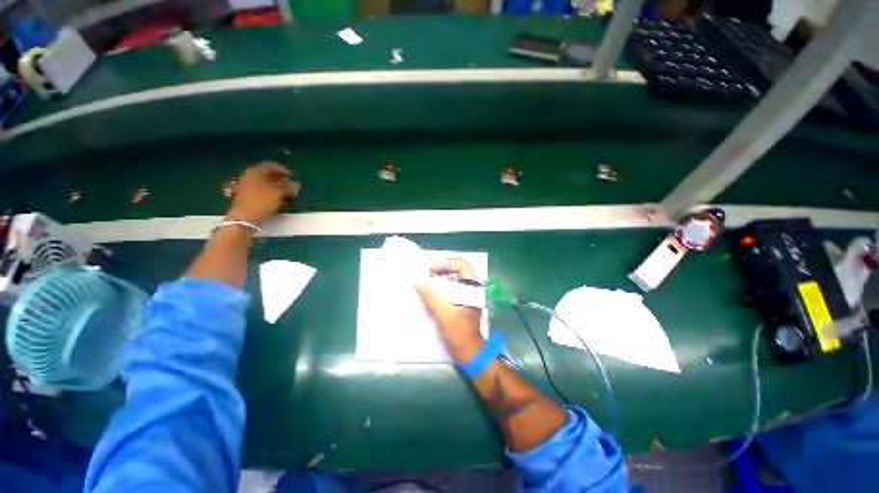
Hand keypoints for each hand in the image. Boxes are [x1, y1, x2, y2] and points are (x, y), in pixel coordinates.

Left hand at [227, 162, 299, 225]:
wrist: (245, 216)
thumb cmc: (262, 201)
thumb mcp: (279, 193)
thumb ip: (289, 187)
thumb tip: (296, 185)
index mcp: (256, 171)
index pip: (271, 165)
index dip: (283, 170)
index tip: (292, 176)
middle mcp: (248, 175)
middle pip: (266, 173)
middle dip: (280, 178)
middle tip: (290, 184)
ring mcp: (245, 185)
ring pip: (263, 182)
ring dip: (275, 185)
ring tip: (285, 192)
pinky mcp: (244, 195)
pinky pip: (259, 189)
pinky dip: (268, 191)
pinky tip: (275, 198)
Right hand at [415, 259, 483, 362]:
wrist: (470, 354)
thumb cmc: (460, 334)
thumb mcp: (444, 315)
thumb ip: (431, 297)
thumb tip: (418, 282)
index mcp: (472, 289)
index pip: (463, 266)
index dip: (447, 263)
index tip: (432, 270)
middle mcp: (472, 290)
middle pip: (459, 270)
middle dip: (443, 269)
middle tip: (428, 274)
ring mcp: (467, 297)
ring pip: (455, 280)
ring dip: (441, 278)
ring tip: (428, 282)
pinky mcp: (462, 304)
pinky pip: (452, 289)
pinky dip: (442, 287)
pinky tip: (432, 293)